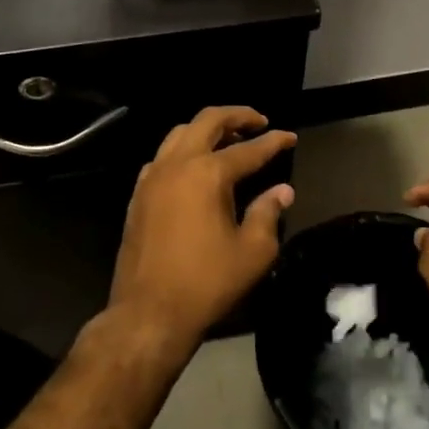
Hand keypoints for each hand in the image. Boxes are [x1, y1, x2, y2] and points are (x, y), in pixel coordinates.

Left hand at [109, 107, 295, 350]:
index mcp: (208, 174)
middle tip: (258, 121)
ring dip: (207, 129)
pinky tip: (195, 168)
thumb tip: (282, 191)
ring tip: (229, 139)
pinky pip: (162, 157)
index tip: (290, 137)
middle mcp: (177, 165)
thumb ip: (268, 213)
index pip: (249, 149)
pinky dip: (183, 150)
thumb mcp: (252, 252)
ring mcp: (152, 178)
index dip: (273, 142)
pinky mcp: (138, 196)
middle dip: (236, 115)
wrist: (148, 313)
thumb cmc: (206, 283)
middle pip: (207, 121)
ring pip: (179, 133)